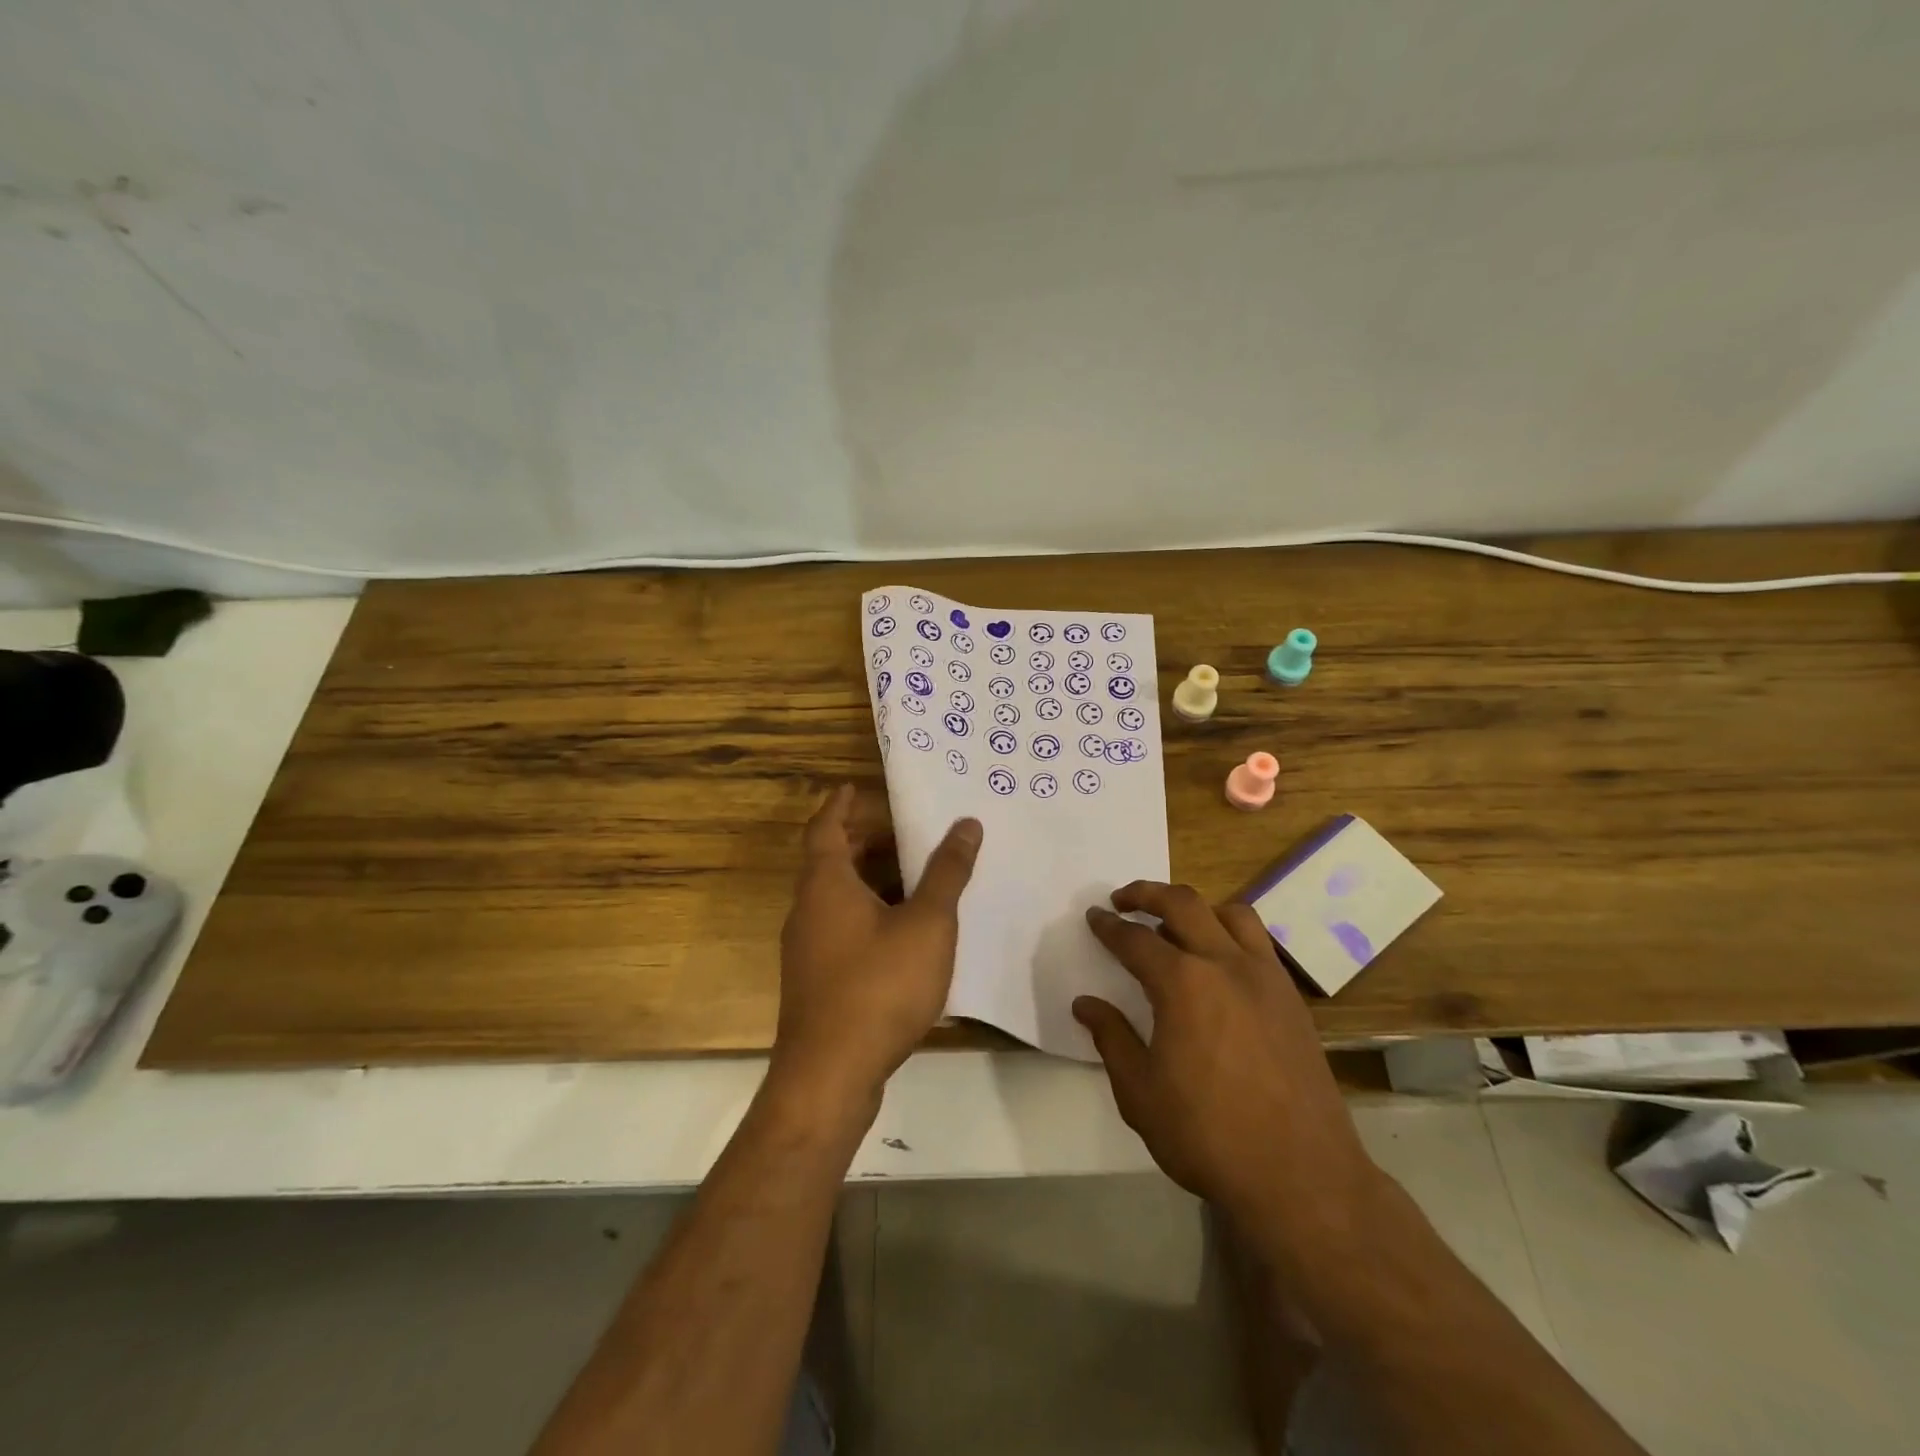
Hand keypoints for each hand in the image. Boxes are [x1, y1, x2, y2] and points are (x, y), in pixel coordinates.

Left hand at [772, 785, 981, 1115]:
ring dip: (868, 879)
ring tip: (911, 874)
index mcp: (826, 885)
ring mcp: (808, 949)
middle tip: (900, 828)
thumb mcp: (926, 924)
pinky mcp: (817, 981)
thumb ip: (946, 873)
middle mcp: (808, 910)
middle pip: (829, 860)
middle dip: (862, 840)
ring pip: (836, 897)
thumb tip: (966, 823)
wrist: (829, 1075)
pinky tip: (903, 931)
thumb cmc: (878, 986)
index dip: (840, 804)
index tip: (854, 787)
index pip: (824, 827)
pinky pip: (841, 927)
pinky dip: (868, 913)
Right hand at [1074, 883, 1381, 1237]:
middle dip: (1147, 893)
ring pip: (1231, 913)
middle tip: (1123, 900)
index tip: (1094, 917)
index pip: (1135, 940)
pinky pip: (1259, 943)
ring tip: (1176, 925)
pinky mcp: (1291, 999)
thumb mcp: (1140, 1092)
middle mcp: (1225, 964)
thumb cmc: (1208, 1135)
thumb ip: (1111, 1038)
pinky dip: (1231, 934)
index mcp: (1182, 983)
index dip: (1109, 927)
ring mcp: (1265, 978)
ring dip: (1196, 908)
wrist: (1301, 1177)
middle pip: (1183, 904)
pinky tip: (1220, 965)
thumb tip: (1086, 1004)